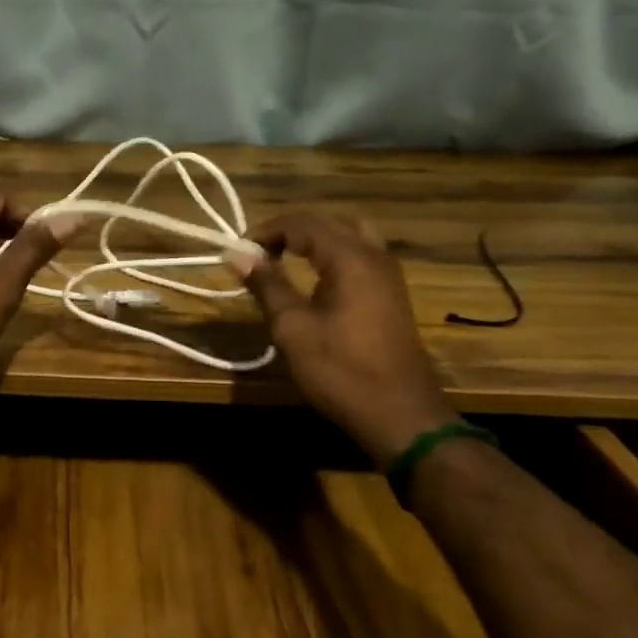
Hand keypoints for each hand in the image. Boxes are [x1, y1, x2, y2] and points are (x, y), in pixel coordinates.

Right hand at [236, 213, 456, 464]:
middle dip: (291, 231)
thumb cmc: (340, 370)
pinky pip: (361, 257)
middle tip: (260, 253)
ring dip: (315, 241)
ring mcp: (388, 275)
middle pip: (329, 223)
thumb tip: (238, 254)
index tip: (238, 251)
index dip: (266, 230)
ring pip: (349, 236)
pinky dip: (333, 256)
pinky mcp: (392, 295)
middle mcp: (374, 256)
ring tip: (285, 261)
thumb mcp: (292, 328)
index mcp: (349, 258)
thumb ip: (267, 285)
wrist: (399, 414)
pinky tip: (314, 281)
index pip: (302, 223)